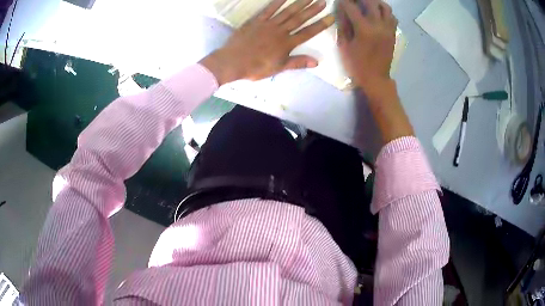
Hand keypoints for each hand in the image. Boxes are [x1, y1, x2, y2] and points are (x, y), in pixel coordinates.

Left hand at [200, 0, 334, 84]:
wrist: (232, 62)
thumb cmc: (256, 68)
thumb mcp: (278, 68)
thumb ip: (297, 62)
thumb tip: (317, 61)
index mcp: (287, 44)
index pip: (308, 33)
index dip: (320, 25)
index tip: (330, 17)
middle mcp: (280, 31)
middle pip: (299, 19)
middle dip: (313, 10)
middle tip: (323, 1)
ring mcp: (268, 24)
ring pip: (287, 12)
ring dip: (299, 4)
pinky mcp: (257, 21)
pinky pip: (268, 9)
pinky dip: (277, 2)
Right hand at [338, 0, 412, 143]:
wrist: (376, 79)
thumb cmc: (357, 64)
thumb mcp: (344, 46)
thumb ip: (343, 26)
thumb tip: (341, 11)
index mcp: (364, 29)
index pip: (352, 7)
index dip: (344, 2)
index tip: (341, 1)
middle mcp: (378, 25)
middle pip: (371, 2)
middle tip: (354, 1)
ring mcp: (388, 29)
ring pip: (385, 7)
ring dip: (375, 2)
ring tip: (367, 3)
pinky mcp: (393, 33)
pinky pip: (392, 17)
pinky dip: (385, 12)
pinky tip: (377, 14)